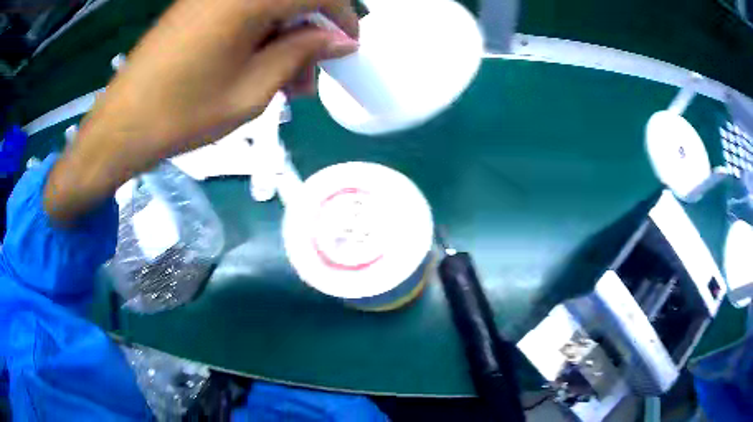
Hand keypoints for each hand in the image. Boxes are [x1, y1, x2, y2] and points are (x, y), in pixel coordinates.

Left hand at [44, 0, 358, 222]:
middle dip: (310, 32)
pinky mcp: (196, 7)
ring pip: (268, 7)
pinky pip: (243, 12)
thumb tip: (339, 39)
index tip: (348, 47)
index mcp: (249, 0)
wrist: (120, 126)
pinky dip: (260, 34)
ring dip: (285, 37)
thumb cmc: (182, 114)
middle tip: (307, 78)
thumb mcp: (252, 90)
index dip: (342, 17)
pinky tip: (256, 66)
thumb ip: (300, 54)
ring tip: (283, 81)